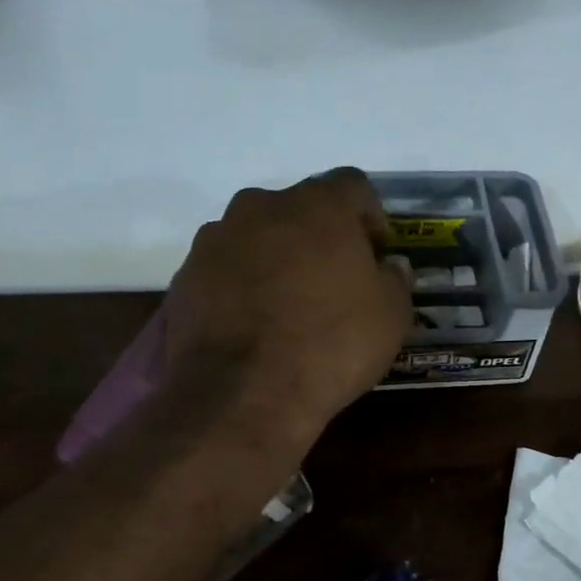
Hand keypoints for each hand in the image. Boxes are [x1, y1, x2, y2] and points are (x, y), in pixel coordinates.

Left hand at [166, 169, 411, 439]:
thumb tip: (388, 266)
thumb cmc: (331, 345)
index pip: (353, 186)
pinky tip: (255, 325)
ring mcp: (217, 239)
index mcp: (318, 206)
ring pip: (259, 236)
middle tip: (334, 281)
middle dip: (320, 237)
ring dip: (278, 258)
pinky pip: (226, 268)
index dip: (371, 218)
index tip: (377, 255)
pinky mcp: (186, 275)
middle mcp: (262, 207)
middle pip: (300, 208)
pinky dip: (243, 285)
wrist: (242, 394)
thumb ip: (394, 279)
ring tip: (289, 306)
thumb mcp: (391, 317)